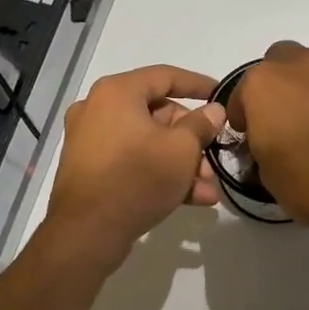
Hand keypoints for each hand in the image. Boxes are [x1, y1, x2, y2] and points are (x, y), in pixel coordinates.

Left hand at [44, 65, 224, 269]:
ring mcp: (91, 140)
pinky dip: (159, 173)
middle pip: (158, 114)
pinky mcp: (90, 169)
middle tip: (214, 158)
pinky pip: (133, 161)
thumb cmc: (137, 178)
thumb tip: (213, 111)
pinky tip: (192, 198)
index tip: (222, 94)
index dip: (198, 84)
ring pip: (148, 142)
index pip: (166, 76)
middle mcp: (98, 109)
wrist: (87, 233)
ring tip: (208, 188)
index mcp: (117, 93)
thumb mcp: (181, 150)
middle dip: (192, 139)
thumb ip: (201, 125)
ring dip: (181, 163)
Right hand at [228, 42, 308, 237]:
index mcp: (265, 83)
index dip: (244, 114)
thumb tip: (273, 145)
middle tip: (284, 114)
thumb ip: (264, 145)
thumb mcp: (267, 172)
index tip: (249, 135)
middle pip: (283, 59)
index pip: (243, 92)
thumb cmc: (307, 181)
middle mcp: (303, 66)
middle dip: (280, 82)